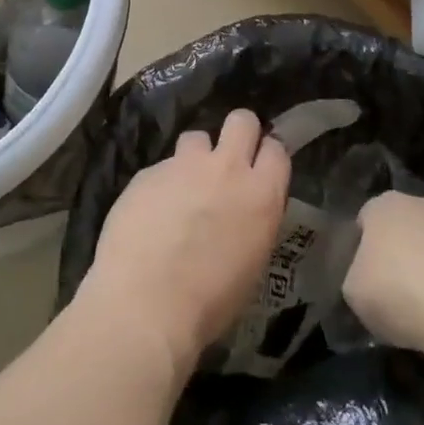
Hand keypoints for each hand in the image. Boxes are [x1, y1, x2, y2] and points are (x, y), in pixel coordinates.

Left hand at [81, 109, 290, 372]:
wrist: (146, 304)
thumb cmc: (210, 301)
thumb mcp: (252, 260)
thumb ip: (251, 219)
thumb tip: (241, 209)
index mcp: (261, 194)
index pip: (276, 149)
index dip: (267, 155)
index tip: (258, 168)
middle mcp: (226, 168)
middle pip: (241, 120)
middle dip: (237, 133)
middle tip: (227, 159)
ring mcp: (183, 165)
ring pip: (196, 137)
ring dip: (194, 156)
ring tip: (183, 186)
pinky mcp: (147, 172)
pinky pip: (161, 166)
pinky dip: (160, 183)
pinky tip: (150, 212)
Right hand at [343, 192, 423, 353]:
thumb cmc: (400, 292)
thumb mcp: (354, 293)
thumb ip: (357, 279)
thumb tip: (369, 282)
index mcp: (383, 205)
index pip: (365, 220)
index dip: (362, 250)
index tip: (365, 281)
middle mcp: (422, 203)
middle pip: (404, 230)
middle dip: (401, 256)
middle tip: (396, 295)